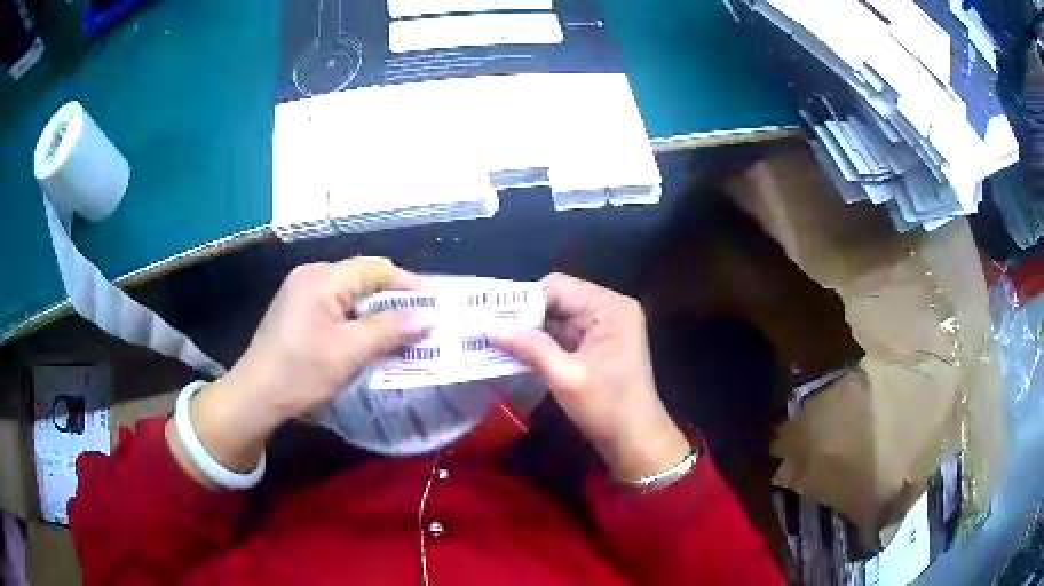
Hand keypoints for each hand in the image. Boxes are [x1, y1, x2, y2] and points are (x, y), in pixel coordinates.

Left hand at [167, 257, 430, 486]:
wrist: (255, 395)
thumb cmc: (301, 372)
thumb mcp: (349, 353)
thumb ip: (390, 330)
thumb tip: (429, 316)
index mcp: (321, 278)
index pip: (375, 268)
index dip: (408, 283)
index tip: (436, 301)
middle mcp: (311, 275)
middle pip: (362, 277)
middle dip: (394, 297)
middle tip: (421, 318)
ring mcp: (301, 291)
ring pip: (350, 291)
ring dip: (376, 309)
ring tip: (401, 329)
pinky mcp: (297, 309)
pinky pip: (336, 303)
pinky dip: (357, 317)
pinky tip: (369, 336)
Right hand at [494, 273, 690, 481]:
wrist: (636, 440)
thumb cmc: (607, 406)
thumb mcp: (566, 376)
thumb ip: (530, 347)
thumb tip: (491, 329)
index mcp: (609, 307)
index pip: (557, 287)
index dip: (524, 300)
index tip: (492, 316)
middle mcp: (609, 310)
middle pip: (558, 301)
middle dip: (525, 317)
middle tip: (487, 329)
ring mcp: (606, 328)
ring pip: (558, 319)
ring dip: (531, 332)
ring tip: (494, 341)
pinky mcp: (599, 346)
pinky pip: (565, 336)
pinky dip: (543, 345)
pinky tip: (516, 354)